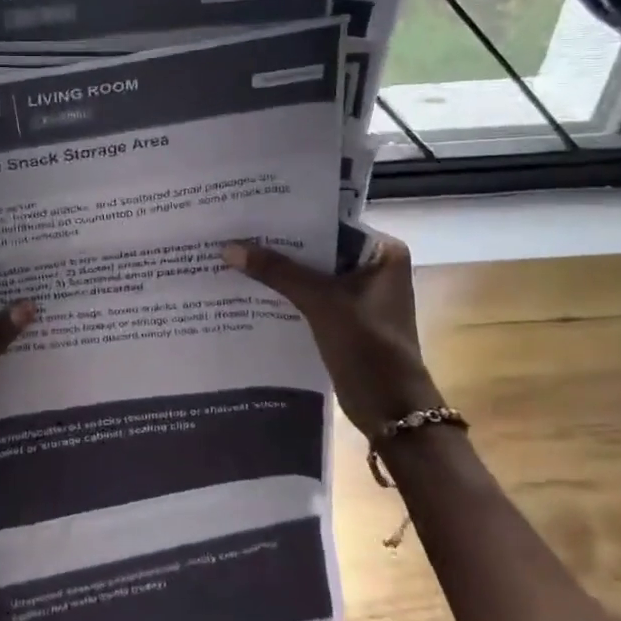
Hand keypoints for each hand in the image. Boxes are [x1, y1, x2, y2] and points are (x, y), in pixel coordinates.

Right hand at [222, 237, 441, 440]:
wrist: (391, 411)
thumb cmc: (367, 347)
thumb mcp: (320, 302)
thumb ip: (277, 271)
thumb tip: (228, 247)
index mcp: (382, 251)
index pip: (330, 221)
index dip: (292, 217)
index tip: (253, 209)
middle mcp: (373, 266)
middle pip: (319, 247)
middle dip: (281, 243)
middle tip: (235, 228)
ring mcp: (359, 294)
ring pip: (312, 272)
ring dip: (280, 269)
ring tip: (235, 253)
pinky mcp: (345, 318)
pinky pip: (310, 295)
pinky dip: (286, 292)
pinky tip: (250, 287)